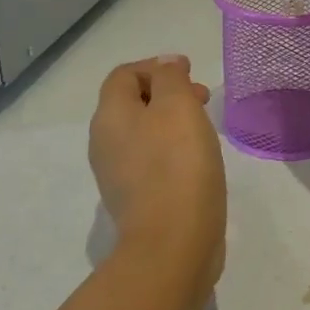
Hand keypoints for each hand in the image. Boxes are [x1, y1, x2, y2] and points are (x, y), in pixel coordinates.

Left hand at [88, 56, 226, 284]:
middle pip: (132, 103)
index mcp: (109, 116)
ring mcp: (117, 175)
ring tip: (204, 130)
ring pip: (143, 133)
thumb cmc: (177, 165)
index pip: (124, 75)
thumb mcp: (177, 105)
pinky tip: (197, 161)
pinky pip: (151, 161)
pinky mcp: (136, 200)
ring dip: (172, 122)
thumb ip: (170, 77)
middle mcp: (105, 143)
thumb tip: (165, 65)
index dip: (156, 66)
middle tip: (202, 100)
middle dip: (168, 93)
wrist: (172, 244)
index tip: (190, 73)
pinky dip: (172, 150)